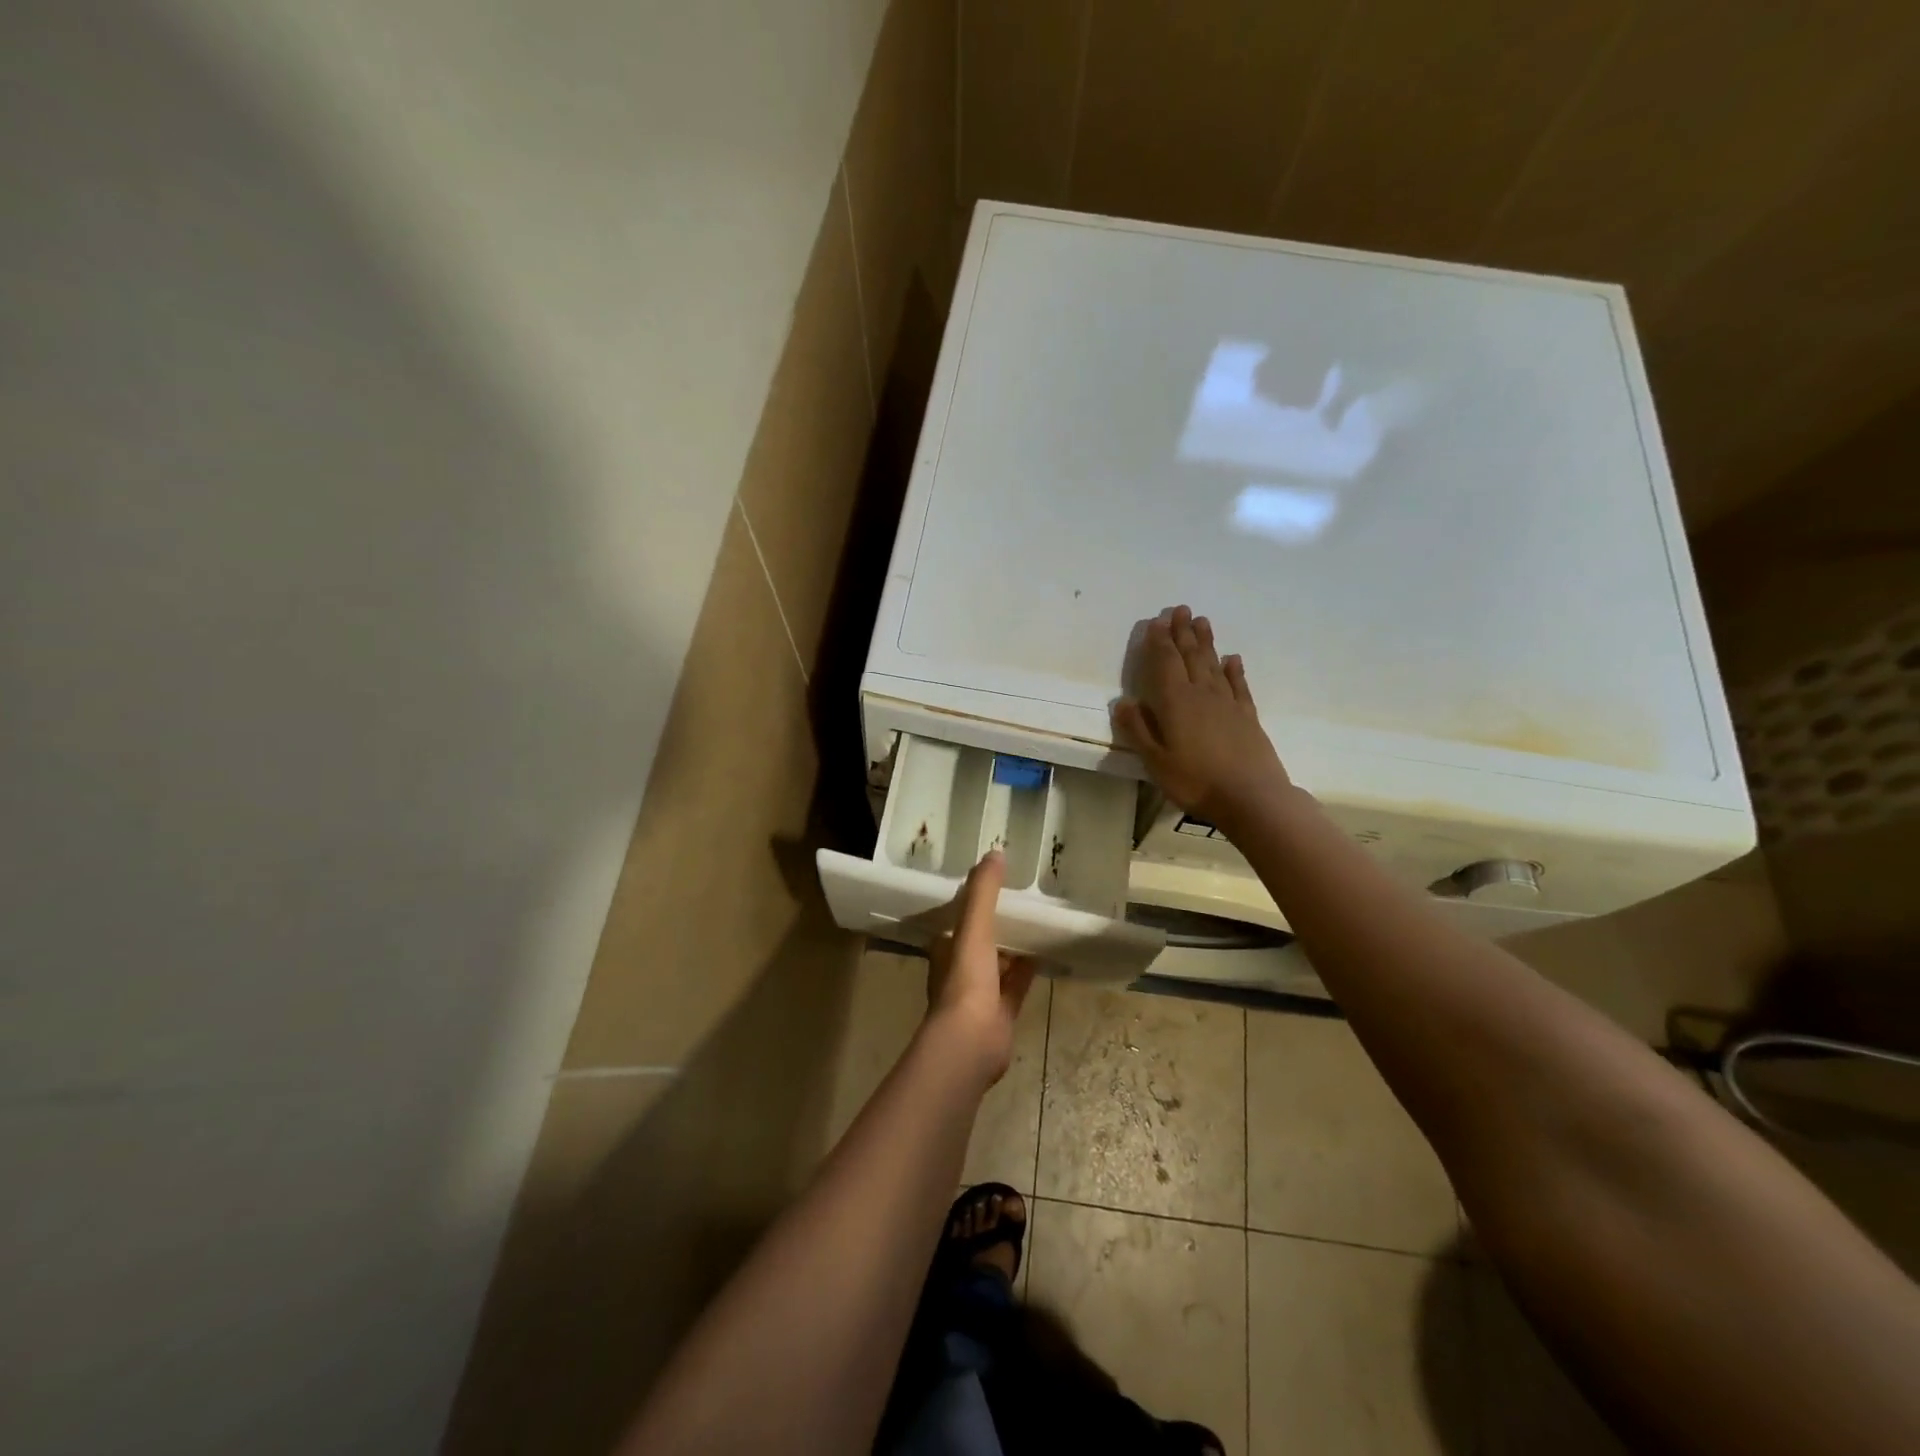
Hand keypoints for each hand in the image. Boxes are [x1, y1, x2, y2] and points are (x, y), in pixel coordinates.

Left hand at [924, 849, 1037, 1086]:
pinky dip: (1026, 973)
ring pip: (997, 965)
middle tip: (1017, 903)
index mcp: (946, 950)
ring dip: (1010, 949)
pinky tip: (1043, 957)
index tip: (989, 886)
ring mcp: (979, 995)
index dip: (969, 906)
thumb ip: (983, 892)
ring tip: (1034, 925)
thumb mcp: (973, 928)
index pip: (955, 922)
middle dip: (992, 927)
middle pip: (977, 943)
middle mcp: (958, 971)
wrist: (971, 1042)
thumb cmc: (966, 981)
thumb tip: (994, 852)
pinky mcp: (1000, 1014)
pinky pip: (1015, 987)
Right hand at [1112, 605, 1290, 828]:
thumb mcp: (1155, 761)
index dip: (1159, 641)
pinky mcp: (1247, 716)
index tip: (1157, 620)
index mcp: (1175, 702)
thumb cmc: (1195, 781)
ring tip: (1202, 621)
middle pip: (1190, 656)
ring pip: (1213, 664)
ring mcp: (1228, 703)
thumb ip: (1138, 729)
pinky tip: (1232, 659)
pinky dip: (1234, 669)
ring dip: (1206, 642)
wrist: (1251, 797)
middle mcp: (1202, 694)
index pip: (1164, 663)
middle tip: (1181, 609)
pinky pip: (1239, 685)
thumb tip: (1123, 701)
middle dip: (1183, 632)